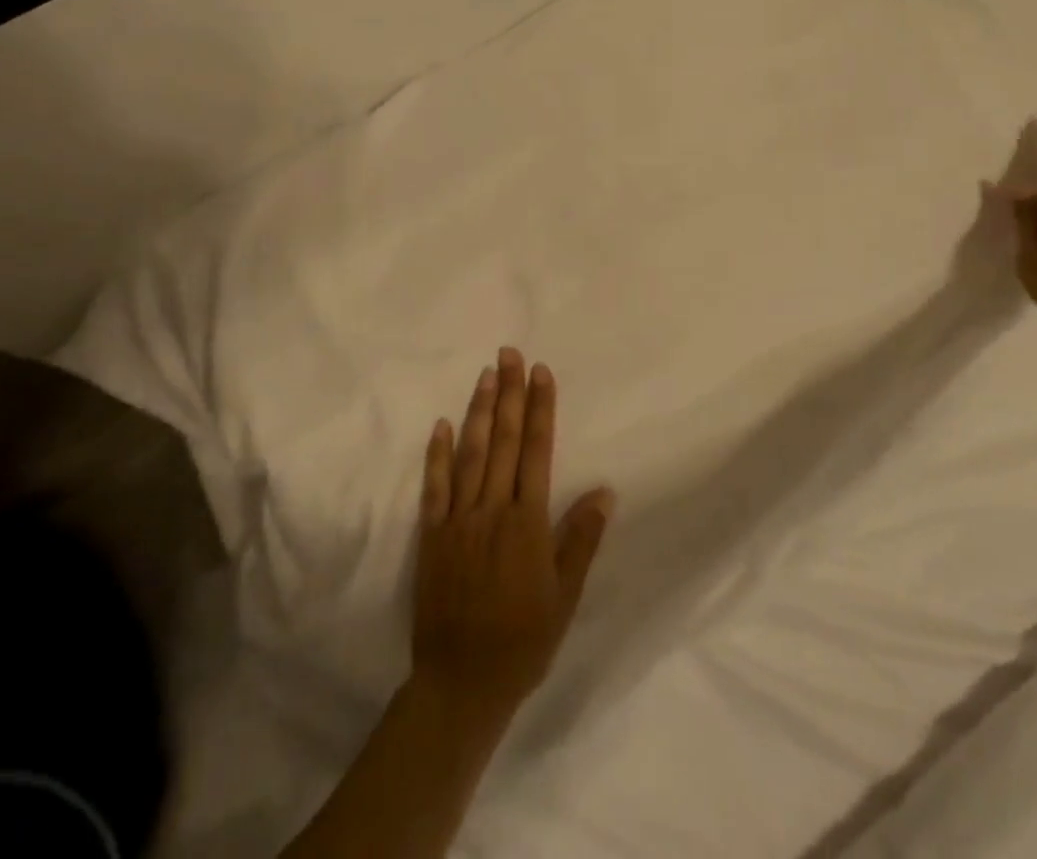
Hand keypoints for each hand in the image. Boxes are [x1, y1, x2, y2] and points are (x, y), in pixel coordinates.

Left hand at [412, 348, 613, 723]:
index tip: (541, 373)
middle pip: (503, 442)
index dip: (539, 409)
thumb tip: (605, 491)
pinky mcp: (432, 536)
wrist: (462, 683)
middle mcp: (493, 511)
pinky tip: (441, 424)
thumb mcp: (565, 596)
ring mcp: (458, 521)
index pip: (536, 452)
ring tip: (486, 374)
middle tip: (511, 353)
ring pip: (470, 454)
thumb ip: (581, 539)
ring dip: (479, 411)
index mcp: (527, 523)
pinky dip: (437, 454)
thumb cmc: (524, 640)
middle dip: (509, 394)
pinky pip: (434, 488)